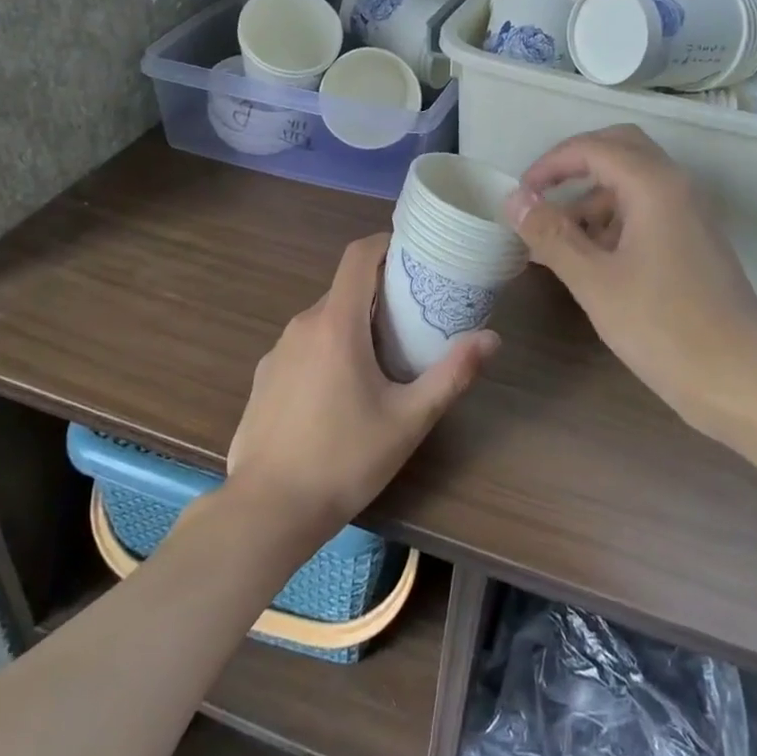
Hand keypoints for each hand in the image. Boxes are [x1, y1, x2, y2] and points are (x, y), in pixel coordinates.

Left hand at [224, 233, 498, 544]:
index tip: (413, 254)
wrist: (266, 511)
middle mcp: (302, 325)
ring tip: (382, 358)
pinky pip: (303, 347)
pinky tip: (340, 394)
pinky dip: (327, 350)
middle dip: (378, 294)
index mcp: (336, 324)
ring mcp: (277, 352)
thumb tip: (492, 338)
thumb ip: (451, 374)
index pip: (358, 256)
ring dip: (353, 324)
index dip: (385, 243)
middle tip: (413, 318)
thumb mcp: (408, 420)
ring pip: (323, 320)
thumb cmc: (344, 459)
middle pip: (344, 289)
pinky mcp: (264, 378)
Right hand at [504, 126, 756, 438]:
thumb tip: (514, 199)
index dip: (550, 163)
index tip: (519, 195)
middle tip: (539, 196)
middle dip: (574, 166)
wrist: (743, 381)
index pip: (594, 147)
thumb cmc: (665, 328)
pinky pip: (645, 212)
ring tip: (552, 238)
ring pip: (633, 183)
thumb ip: (551, 235)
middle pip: (620, 150)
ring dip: (591, 197)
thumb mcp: (595, 282)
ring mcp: (689, 215)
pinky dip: (611, 221)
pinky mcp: (693, 243)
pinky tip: (587, 259)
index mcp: (654, 185)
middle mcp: (676, 187)